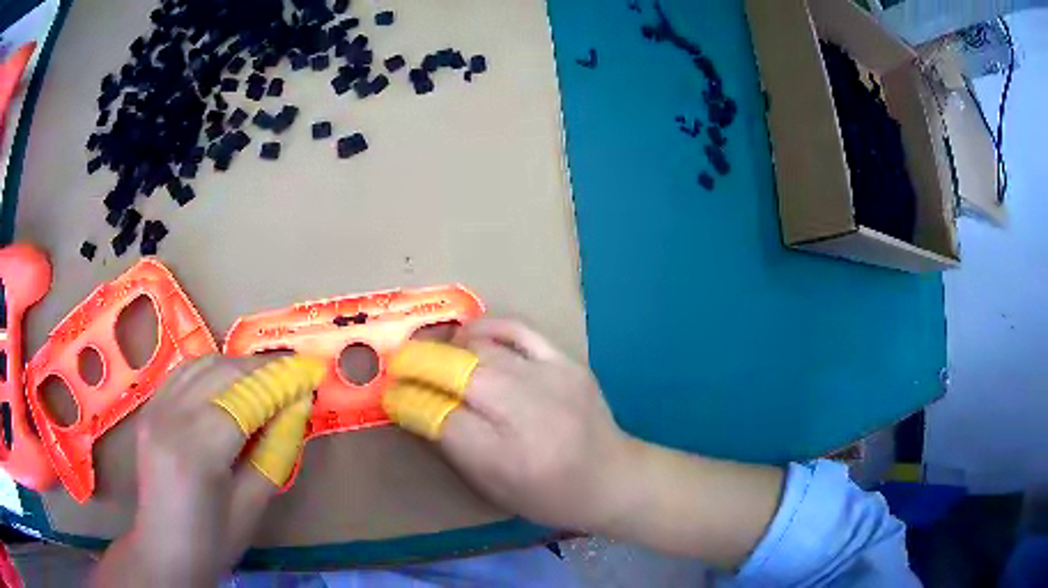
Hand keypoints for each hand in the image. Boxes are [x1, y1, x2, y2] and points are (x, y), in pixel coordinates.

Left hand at [93, 355, 315, 586]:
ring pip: (200, 364)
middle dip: (261, 367)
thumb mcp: (252, 505)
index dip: (279, 381)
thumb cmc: (213, 540)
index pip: (243, 399)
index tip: (310, 370)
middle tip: (292, 372)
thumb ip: (275, 452)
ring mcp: (154, 409)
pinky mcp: (149, 408)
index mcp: (197, 452)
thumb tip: (296, 407)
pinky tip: (226, 383)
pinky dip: (210, 370)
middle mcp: (170, 418)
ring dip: (235, 364)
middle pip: (221, 372)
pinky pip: (182, 373)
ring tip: (264, 377)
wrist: (164, 549)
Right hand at [386, 320, 783, 569]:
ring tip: (432, 353)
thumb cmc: (548, 495)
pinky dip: (486, 328)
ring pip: (482, 349)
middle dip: (417, 364)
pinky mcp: (566, 361)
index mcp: (504, 458)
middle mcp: (526, 414)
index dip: (406, 401)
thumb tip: (413, 404)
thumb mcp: (492, 487)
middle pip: (457, 374)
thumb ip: (450, 445)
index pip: (439, 417)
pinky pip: (517, 330)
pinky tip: (470, 338)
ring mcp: (551, 380)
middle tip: (397, 364)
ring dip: (447, 348)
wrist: (613, 477)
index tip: (390, 394)